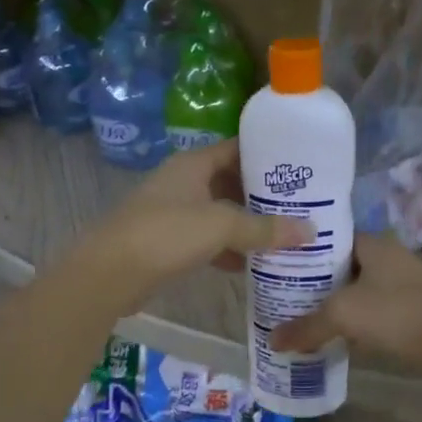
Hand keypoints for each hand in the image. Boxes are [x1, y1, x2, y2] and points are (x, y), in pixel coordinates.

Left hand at [88, 139, 311, 305]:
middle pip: (229, 181)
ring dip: (245, 224)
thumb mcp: (221, 226)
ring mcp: (172, 211)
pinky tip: (249, 265)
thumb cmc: (167, 234)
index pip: (236, 149)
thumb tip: (311, 231)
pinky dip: (226, 248)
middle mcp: (182, 181)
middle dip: (261, 195)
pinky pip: (205, 238)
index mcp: (192, 164)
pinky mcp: (166, 241)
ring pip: (218, 212)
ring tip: (282, 235)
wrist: (110, 272)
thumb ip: (265, 228)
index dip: (266, 155)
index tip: (298, 167)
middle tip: (299, 205)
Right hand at [268, 234, 421, 374]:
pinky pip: (374, 310)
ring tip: (303, 315)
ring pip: (359, 289)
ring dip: (336, 302)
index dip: (304, 250)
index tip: (279, 264)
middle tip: (284, 294)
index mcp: (372, 243)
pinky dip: (356, 320)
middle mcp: (389, 256)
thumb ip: (306, 327)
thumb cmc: (395, 312)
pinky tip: (337, 335)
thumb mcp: (343, 315)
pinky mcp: (414, 309)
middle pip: (343, 265)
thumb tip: (272, 340)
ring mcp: (405, 283)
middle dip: (316, 281)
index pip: (330, 237)